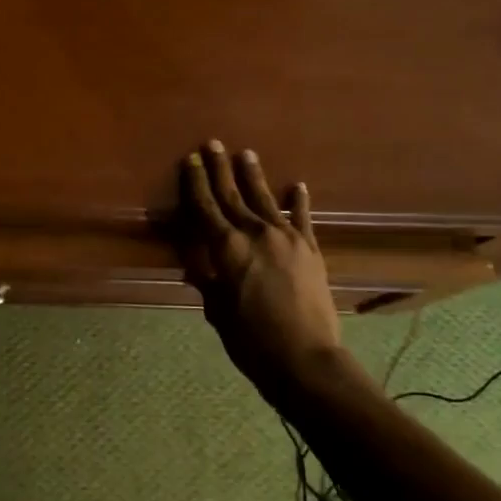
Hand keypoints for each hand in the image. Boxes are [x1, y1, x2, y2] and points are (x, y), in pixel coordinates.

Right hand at [182, 140, 344, 393]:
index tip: (190, 159)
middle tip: (213, 143)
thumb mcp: (216, 309)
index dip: (196, 182)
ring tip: (246, 153)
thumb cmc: (250, 339)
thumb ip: (206, 279)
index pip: (205, 206)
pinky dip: (298, 201)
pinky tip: (296, 186)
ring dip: (253, 175)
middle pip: (232, 194)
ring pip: (264, 199)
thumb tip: (194, 263)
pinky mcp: (310, 249)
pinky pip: (301, 218)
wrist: (304, 358)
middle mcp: (254, 233)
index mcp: (225, 247)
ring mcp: (286, 238)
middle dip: (220, 169)